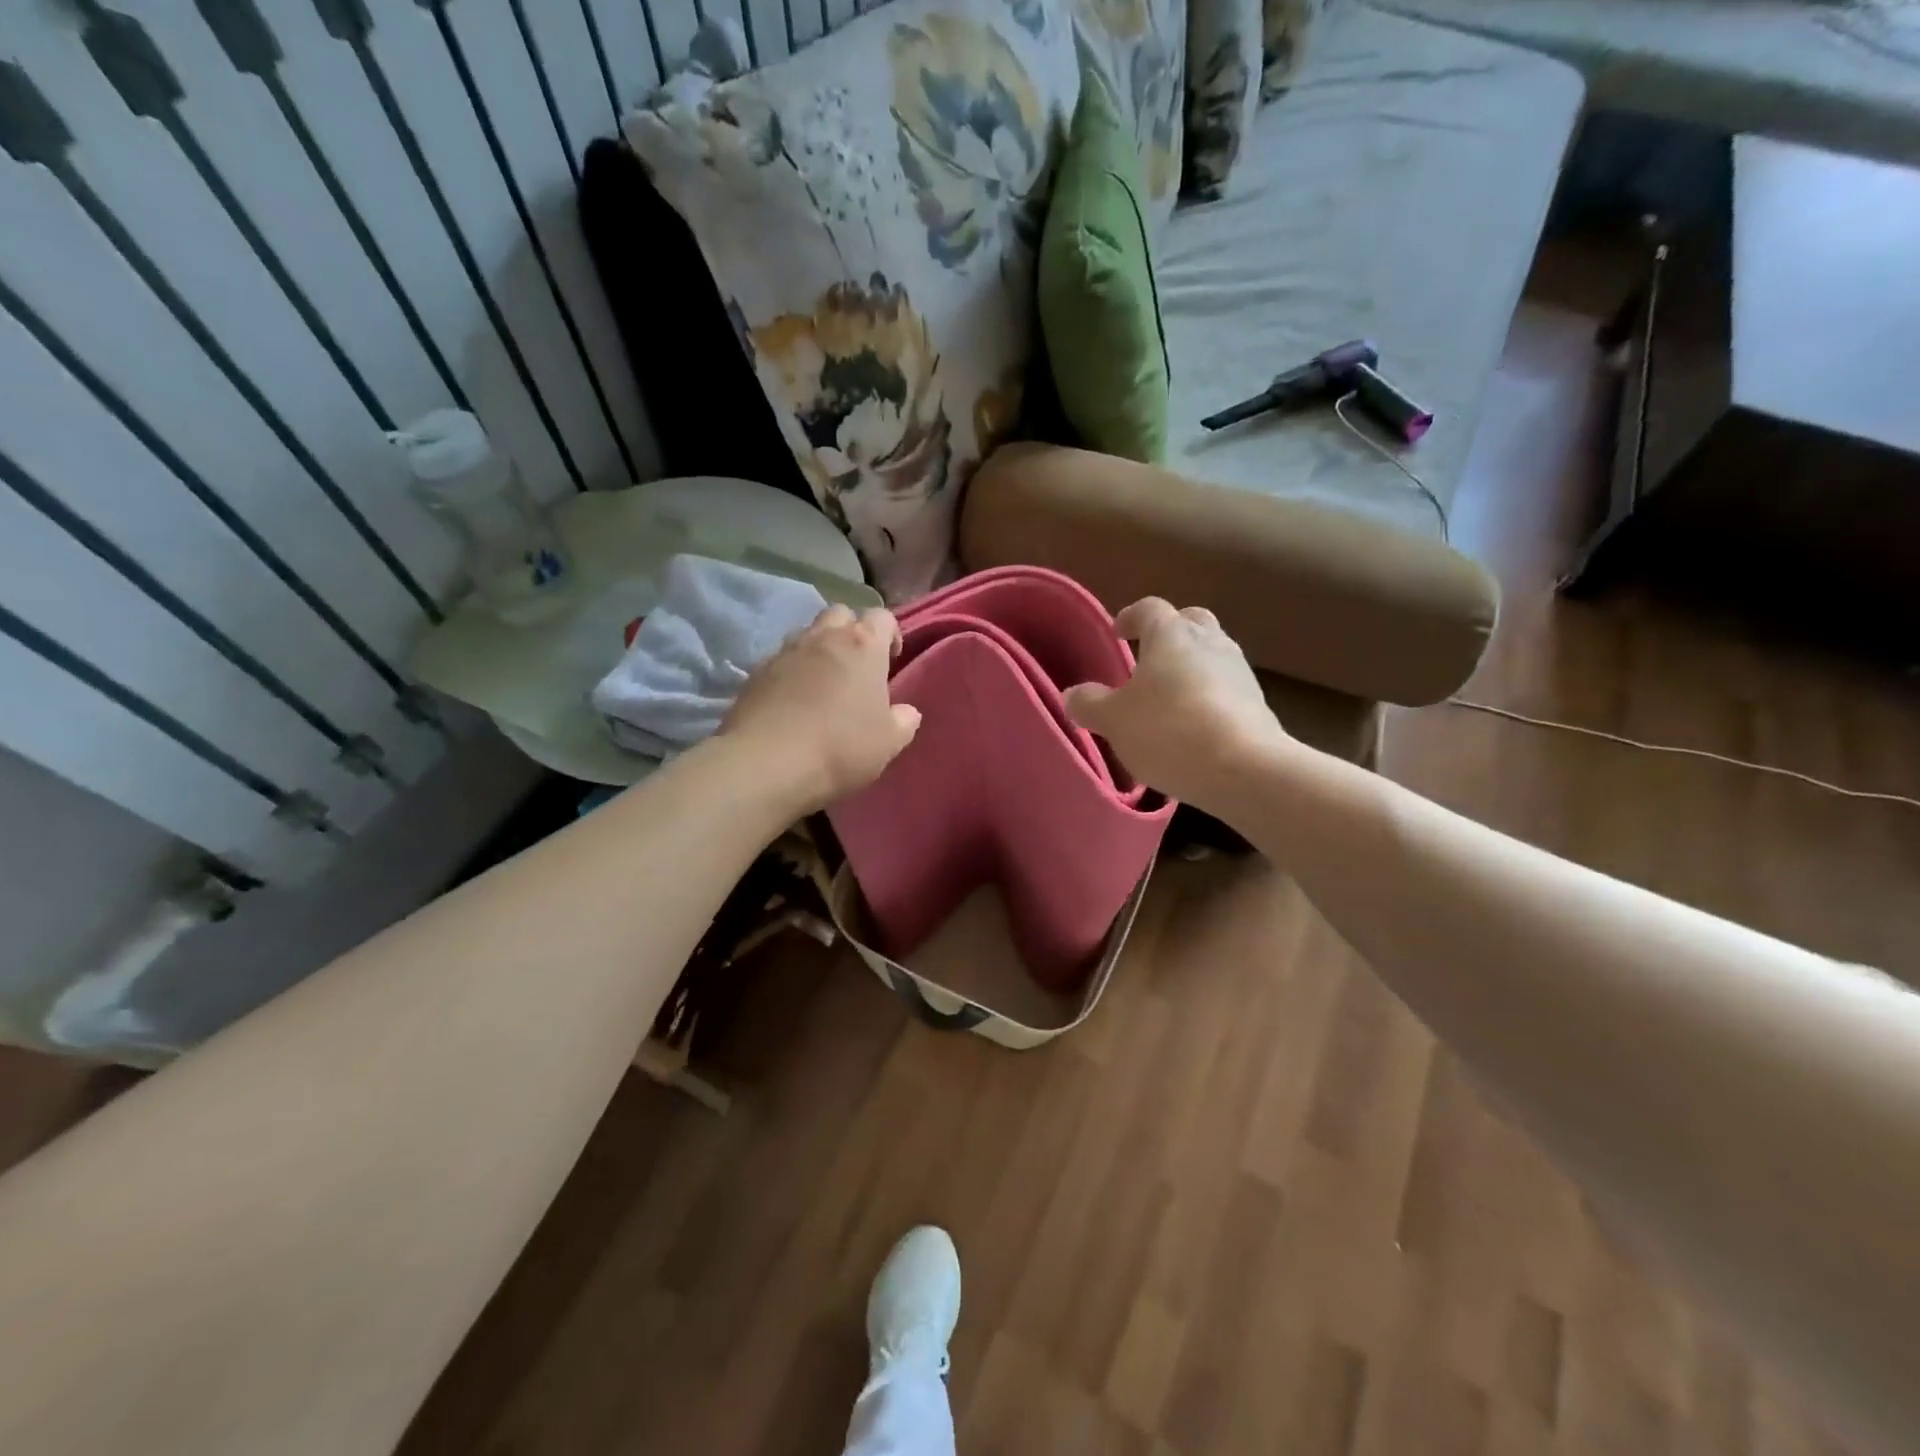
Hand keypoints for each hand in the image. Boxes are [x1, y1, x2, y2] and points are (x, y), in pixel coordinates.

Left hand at [720, 604, 920, 812]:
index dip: (890, 634)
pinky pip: (780, 660)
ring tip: (822, 682)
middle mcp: (823, 637)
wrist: (768, 763)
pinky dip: (791, 671)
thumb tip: (906, 712)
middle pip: (840, 614)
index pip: (882, 617)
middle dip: (850, 632)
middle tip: (856, 666)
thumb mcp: (888, 743)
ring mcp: (785, 651)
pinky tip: (792, 700)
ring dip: (819, 649)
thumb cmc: (841, 747)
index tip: (890, 661)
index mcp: (863, 646)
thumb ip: (903, 722)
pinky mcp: (756, 671)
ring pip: (807, 633)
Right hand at [1064, 598, 1288, 812]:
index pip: (1149, 608)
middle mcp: (1210, 641)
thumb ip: (1089, 704)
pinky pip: (1227, 688)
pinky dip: (1209, 697)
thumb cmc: (1167, 730)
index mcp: (1171, 634)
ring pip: (1212, 654)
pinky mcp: (1258, 703)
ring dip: (1192, 667)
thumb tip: (1072, 694)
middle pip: (1191, 622)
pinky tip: (1195, 725)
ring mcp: (1240, 671)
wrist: (1243, 768)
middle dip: (1170, 634)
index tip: (1117, 632)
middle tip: (1149, 657)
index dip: (1131, 617)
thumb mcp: (1113, 720)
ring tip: (1170, 697)